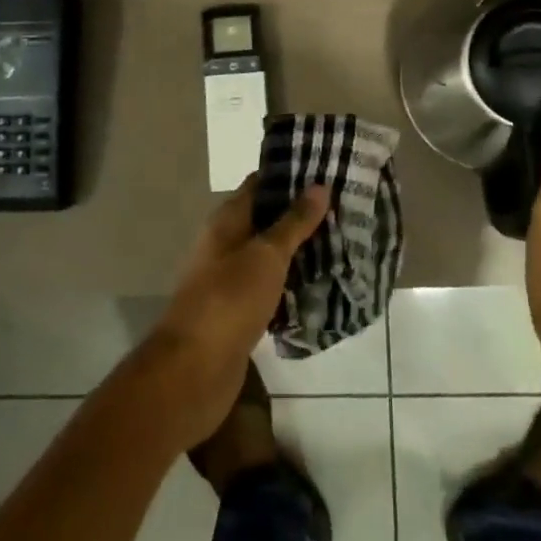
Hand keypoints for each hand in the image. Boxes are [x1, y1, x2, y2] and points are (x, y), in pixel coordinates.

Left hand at [141, 174, 329, 446]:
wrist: (193, 371)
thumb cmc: (229, 300)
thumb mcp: (266, 255)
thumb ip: (293, 222)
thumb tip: (319, 185)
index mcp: (226, 221)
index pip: (260, 184)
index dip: (291, 174)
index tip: (328, 168)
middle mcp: (226, 244)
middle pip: (267, 219)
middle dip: (302, 214)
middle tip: (346, 207)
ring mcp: (231, 279)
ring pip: (271, 254)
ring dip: (300, 250)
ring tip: (344, 241)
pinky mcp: (240, 311)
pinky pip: (272, 287)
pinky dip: (293, 283)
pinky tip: (323, 284)